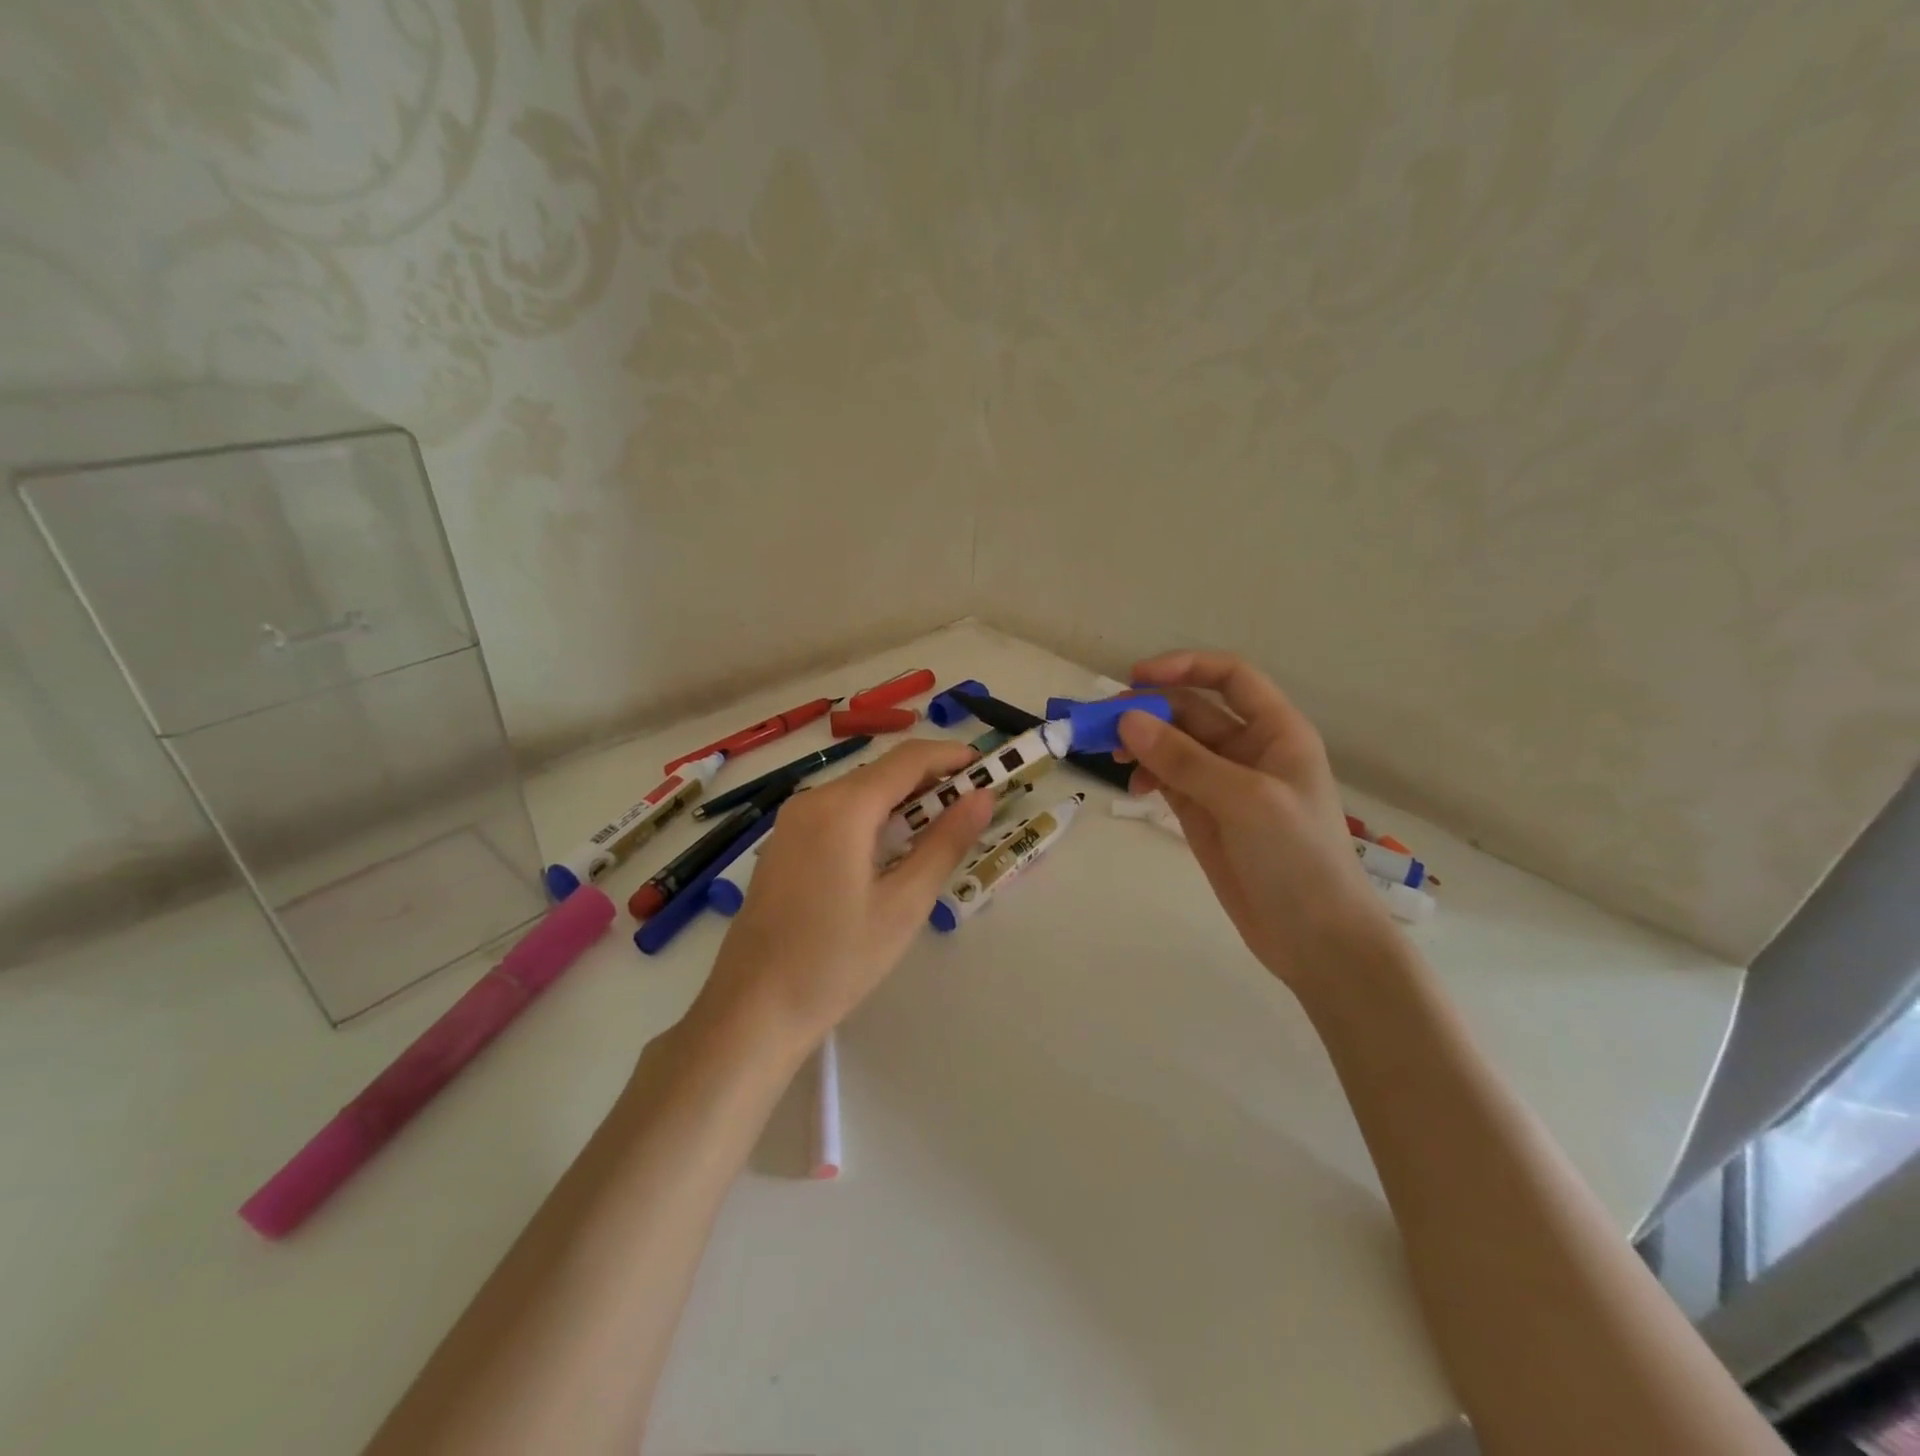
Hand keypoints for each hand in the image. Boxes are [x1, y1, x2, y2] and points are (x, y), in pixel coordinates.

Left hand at [692, 738, 995, 1051]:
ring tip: (940, 830)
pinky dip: (872, 818)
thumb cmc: (836, 961)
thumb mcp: (904, 904)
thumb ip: (946, 843)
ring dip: (902, 801)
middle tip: (972, 807)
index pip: (908, 759)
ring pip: (859, 792)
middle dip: (930, 780)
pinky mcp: (782, 844)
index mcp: (843, 808)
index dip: (951, 756)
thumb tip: (983, 796)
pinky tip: (890, 851)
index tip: (989, 769)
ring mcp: (791, 822)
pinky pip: (837, 813)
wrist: (752, 1010)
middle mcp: (812, 800)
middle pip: (882, 772)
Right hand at [1115, 650, 1394, 990]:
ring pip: (1174, 745)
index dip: (1184, 667)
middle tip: (1104, 724)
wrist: (1316, 939)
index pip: (1229, 677)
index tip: (1136, 677)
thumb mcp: (1243, 799)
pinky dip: (1148, 775)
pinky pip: (1169, 779)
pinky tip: (1135, 788)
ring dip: (1142, 743)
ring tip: (1112, 757)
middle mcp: (1250, 749)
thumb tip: (1126, 719)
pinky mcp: (1205, 814)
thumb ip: (1183, 758)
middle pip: (1192, 710)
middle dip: (1150, 710)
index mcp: (1276, 731)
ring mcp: (1225, 783)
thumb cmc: (1296, 857)